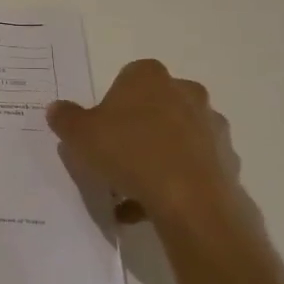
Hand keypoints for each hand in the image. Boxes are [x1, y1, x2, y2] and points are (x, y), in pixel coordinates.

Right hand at [47, 59, 246, 250]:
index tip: (100, 129)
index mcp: (150, 77)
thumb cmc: (130, 152)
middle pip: (155, 107)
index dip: (112, 104)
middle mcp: (186, 93)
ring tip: (130, 190)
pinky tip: (150, 206)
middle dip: (137, 128)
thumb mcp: (79, 135)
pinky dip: (174, 182)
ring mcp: (211, 127)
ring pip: (175, 138)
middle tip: (114, 156)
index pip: (128, 78)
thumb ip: (65, 118)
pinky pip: (191, 167)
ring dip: (156, 157)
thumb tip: (57, 108)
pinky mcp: (226, 160)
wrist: (190, 199)